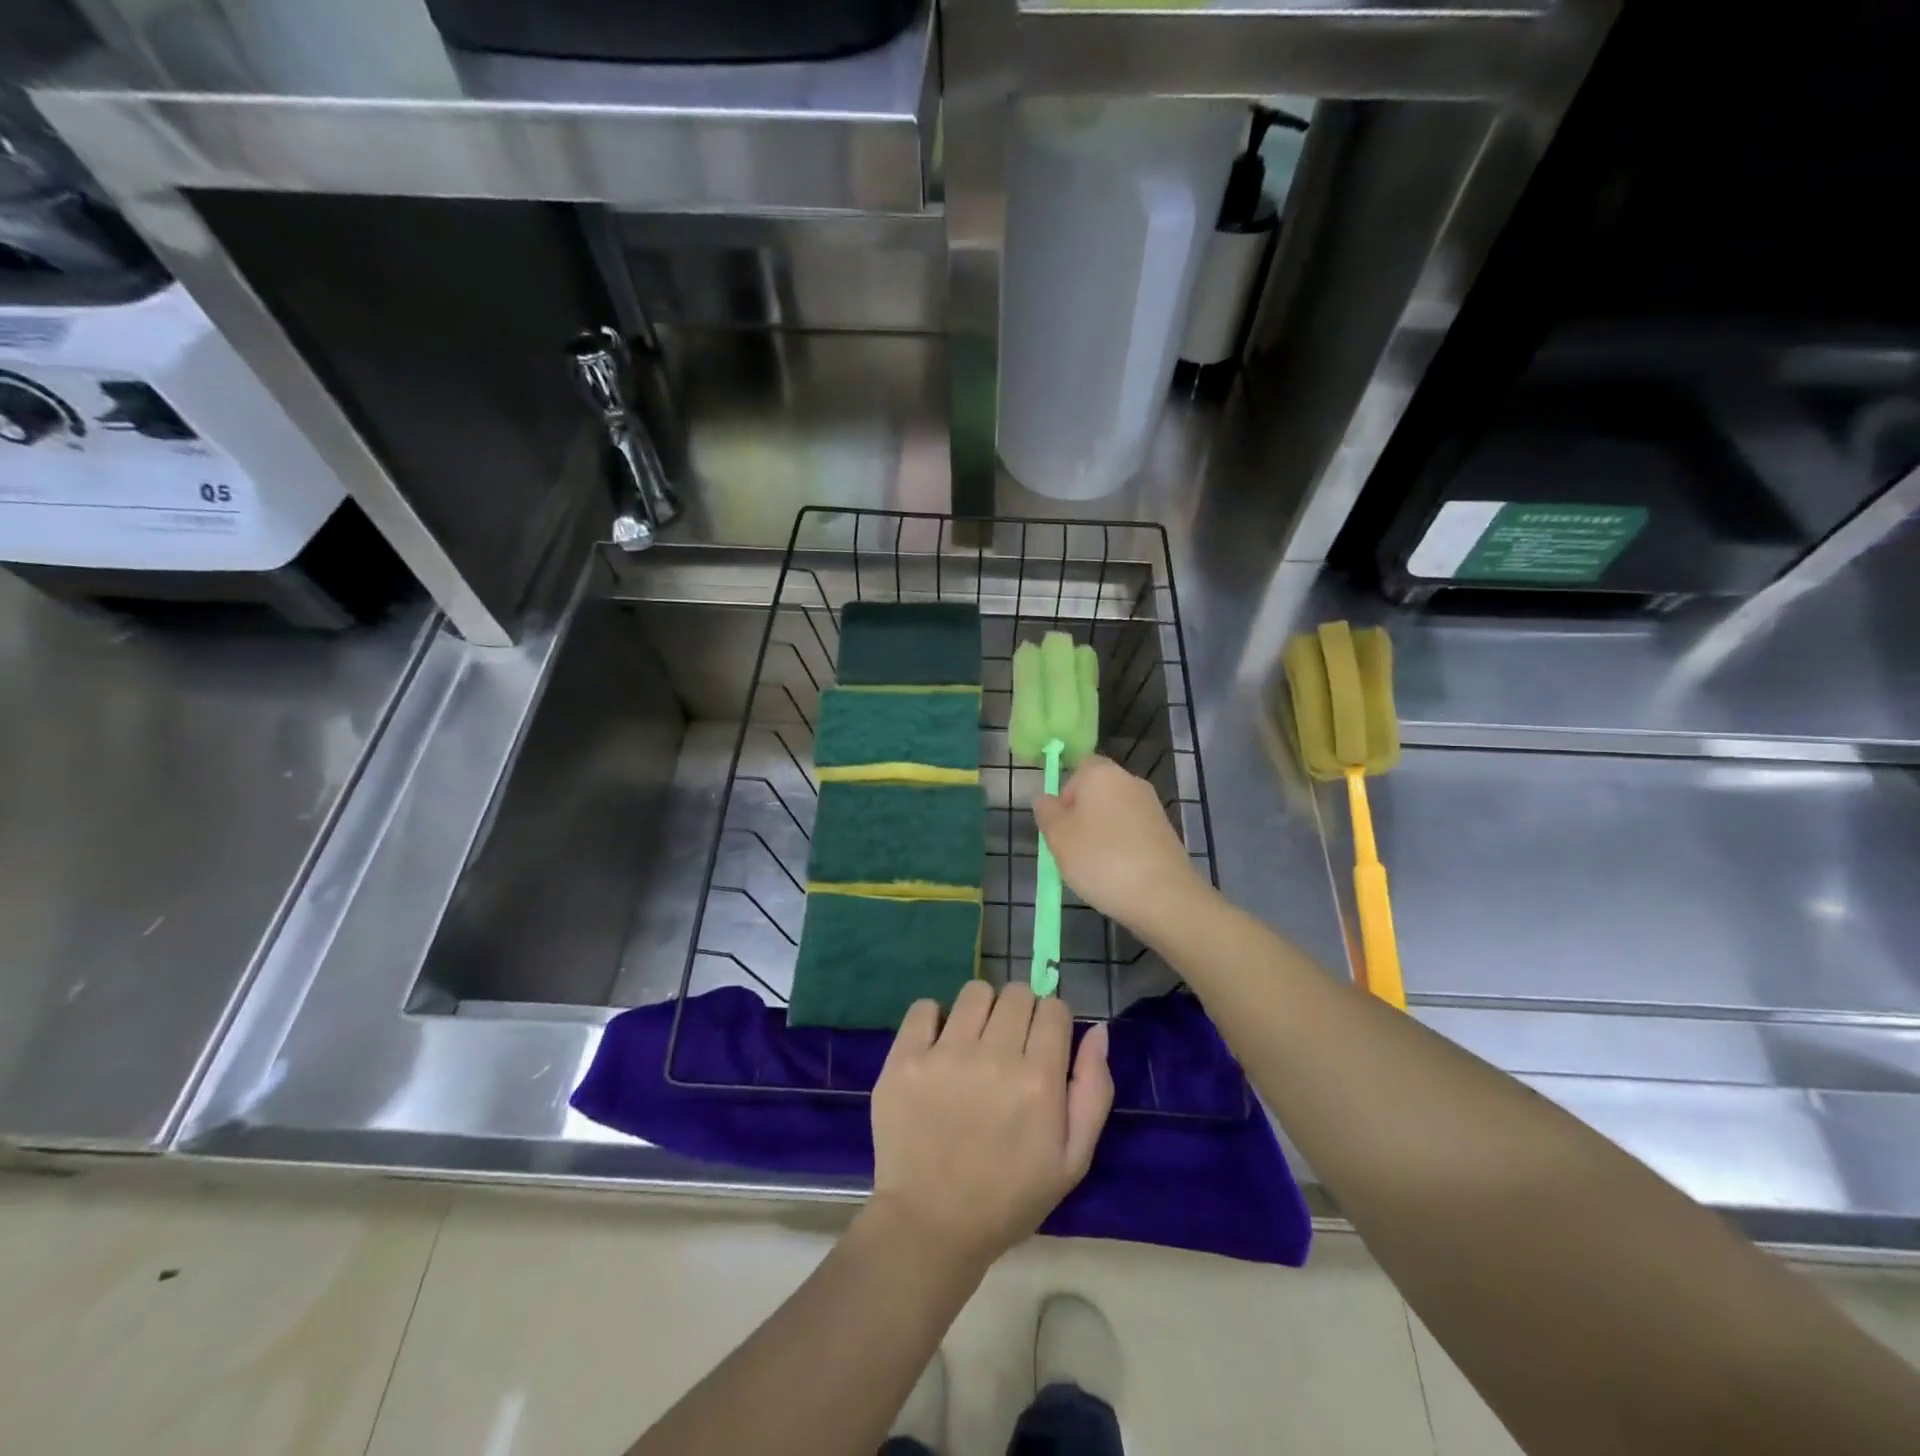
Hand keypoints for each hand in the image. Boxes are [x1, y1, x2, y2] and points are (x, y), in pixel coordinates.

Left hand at [867, 981, 1112, 1268]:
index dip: (1052, 1022)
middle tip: (1009, 1047)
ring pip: (975, 991)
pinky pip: (924, 1007)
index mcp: (1039, 1080)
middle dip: (1020, 1012)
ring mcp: (944, 1054)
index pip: (1054, 1007)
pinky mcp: (905, 1058)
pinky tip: (938, 1047)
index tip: (1042, 1044)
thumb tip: (1098, 1030)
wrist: (930, 1226)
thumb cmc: (1009, 1197)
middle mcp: (994, 1056)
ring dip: (981, 1010)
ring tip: (973, 1043)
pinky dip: (933, 1019)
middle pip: (1017, 993)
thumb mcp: (1073, 1160)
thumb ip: (1093, 1089)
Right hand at [1034, 754, 1206, 933]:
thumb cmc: (1101, 859)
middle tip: (1070, 849)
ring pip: (1114, 816)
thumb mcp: (1058, 837)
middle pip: (1096, 793)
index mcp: (1102, 774)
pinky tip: (1117, 875)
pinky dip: (1121, 849)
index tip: (1060, 824)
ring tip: (1093, 868)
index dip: (1065, 795)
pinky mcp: (1166, 833)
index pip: (1078, 769)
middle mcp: (1130, 782)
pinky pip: (1132, 834)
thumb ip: (1046, 812)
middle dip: (1081, 818)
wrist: (1163, 895)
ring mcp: (1152, 807)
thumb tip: (1046, 799)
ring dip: (1100, 835)